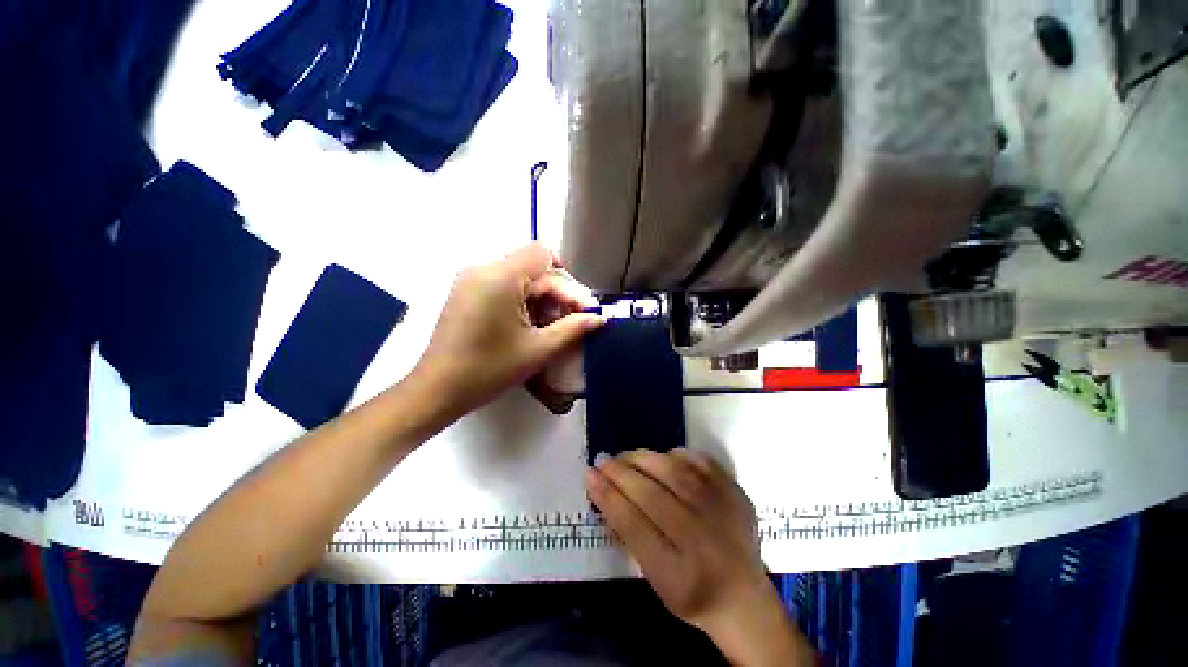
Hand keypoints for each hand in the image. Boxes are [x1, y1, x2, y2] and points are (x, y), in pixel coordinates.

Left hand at [412, 244, 603, 419]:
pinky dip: (523, 301)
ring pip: (519, 278)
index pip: (543, 256)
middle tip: (572, 322)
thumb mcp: (538, 349)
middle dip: (557, 294)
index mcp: (501, 277)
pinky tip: (530, 326)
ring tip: (552, 328)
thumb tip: (598, 318)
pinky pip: (503, 286)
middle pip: (532, 268)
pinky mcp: (466, 292)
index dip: (567, 280)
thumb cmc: (489, 369)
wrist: (438, 390)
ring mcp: (471, 280)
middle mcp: (483, 269)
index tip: (580, 309)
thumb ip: (573, 328)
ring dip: (541, 299)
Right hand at [586, 450, 813, 665]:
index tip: (589, 475)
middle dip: (621, 473)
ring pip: (676, 473)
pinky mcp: (735, 495)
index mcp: (676, 573)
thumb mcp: (653, 580)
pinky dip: (679, 454)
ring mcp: (722, 514)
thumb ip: (628, 537)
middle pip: (652, 496)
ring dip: (644, 458)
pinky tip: (664, 456)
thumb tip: (603, 494)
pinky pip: (702, 463)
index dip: (608, 496)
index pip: (633, 525)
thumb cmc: (690, 592)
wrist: (744, 598)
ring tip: (627, 456)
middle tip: (603, 459)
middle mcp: (701, 541)